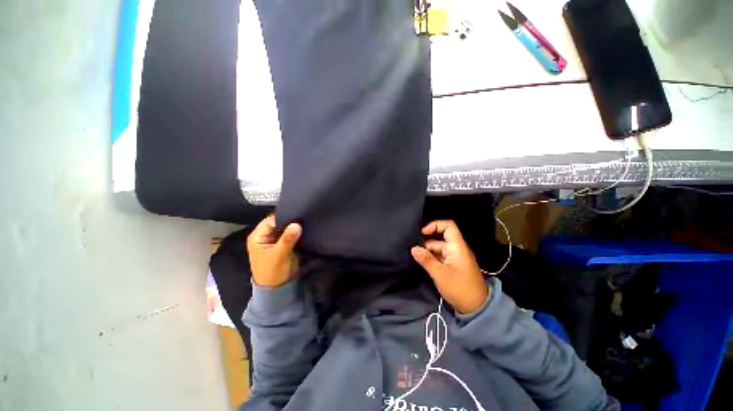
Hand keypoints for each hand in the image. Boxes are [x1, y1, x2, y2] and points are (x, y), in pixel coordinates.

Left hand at [247, 215, 301, 287]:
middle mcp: (266, 236)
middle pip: (279, 222)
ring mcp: (275, 240)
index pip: (271, 220)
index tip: (297, 214)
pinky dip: (297, 232)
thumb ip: (287, 239)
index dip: (283, 216)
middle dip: (290, 221)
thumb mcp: (279, 255)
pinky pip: (291, 234)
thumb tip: (297, 224)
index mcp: (258, 236)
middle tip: (304, 216)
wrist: (277, 288)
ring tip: (306, 220)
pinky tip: (305, 228)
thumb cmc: (272, 272)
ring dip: (295, 226)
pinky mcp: (284, 244)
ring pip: (286, 228)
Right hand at [411, 220, 489, 313]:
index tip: (422, 233)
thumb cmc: (460, 289)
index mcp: (457, 247)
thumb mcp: (440, 274)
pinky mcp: (453, 264)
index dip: (435, 225)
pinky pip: (440, 255)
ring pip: (439, 247)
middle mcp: (456, 249)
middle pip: (440, 237)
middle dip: (426, 241)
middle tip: (414, 248)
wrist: (477, 308)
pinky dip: (432, 257)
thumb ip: (426, 260)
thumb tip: (413, 248)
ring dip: (428, 250)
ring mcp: (455, 257)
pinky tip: (422, 261)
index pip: (448, 226)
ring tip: (416, 256)